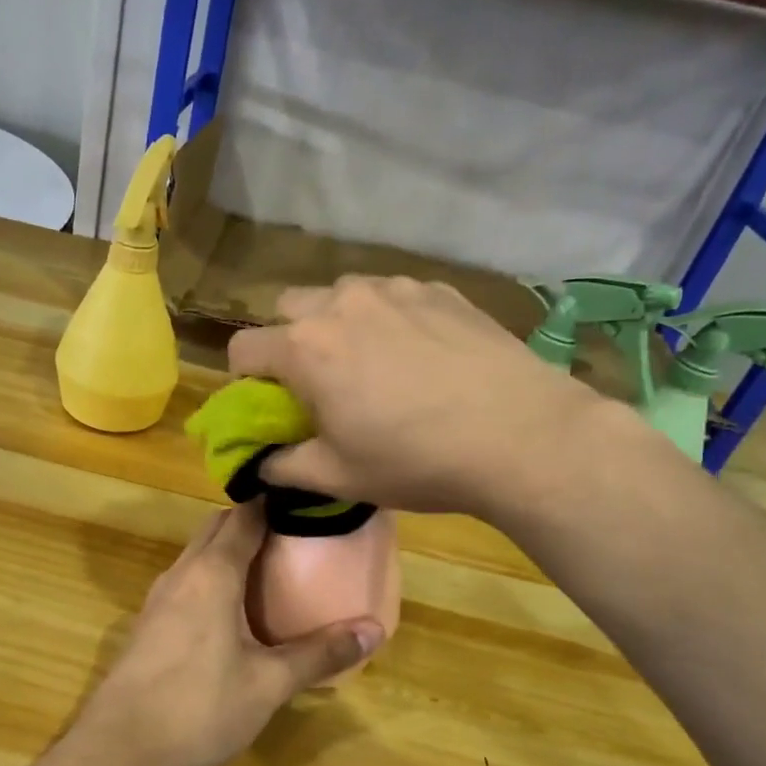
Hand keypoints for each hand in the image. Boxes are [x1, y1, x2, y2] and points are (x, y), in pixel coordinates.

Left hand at [68, 504, 383, 765]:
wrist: (118, 750)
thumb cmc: (199, 708)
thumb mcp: (268, 683)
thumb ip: (320, 653)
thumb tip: (375, 629)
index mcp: (212, 573)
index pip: (245, 515)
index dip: (276, 503)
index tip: (308, 504)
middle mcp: (181, 573)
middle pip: (218, 528)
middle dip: (254, 522)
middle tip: (297, 537)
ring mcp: (158, 598)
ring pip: (197, 554)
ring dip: (229, 550)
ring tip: (271, 569)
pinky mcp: (147, 623)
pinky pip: (185, 581)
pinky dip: (212, 577)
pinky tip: (232, 610)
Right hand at [227, 276, 603, 515]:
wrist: (522, 436)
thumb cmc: (417, 461)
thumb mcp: (338, 477)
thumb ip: (283, 467)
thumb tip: (259, 464)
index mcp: (305, 348)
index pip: (242, 350)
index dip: (245, 381)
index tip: (270, 407)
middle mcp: (341, 303)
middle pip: (288, 309)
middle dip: (289, 340)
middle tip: (320, 382)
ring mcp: (394, 289)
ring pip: (341, 295)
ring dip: (338, 324)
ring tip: (374, 364)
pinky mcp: (439, 289)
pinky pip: (392, 295)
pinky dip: (388, 318)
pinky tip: (421, 355)